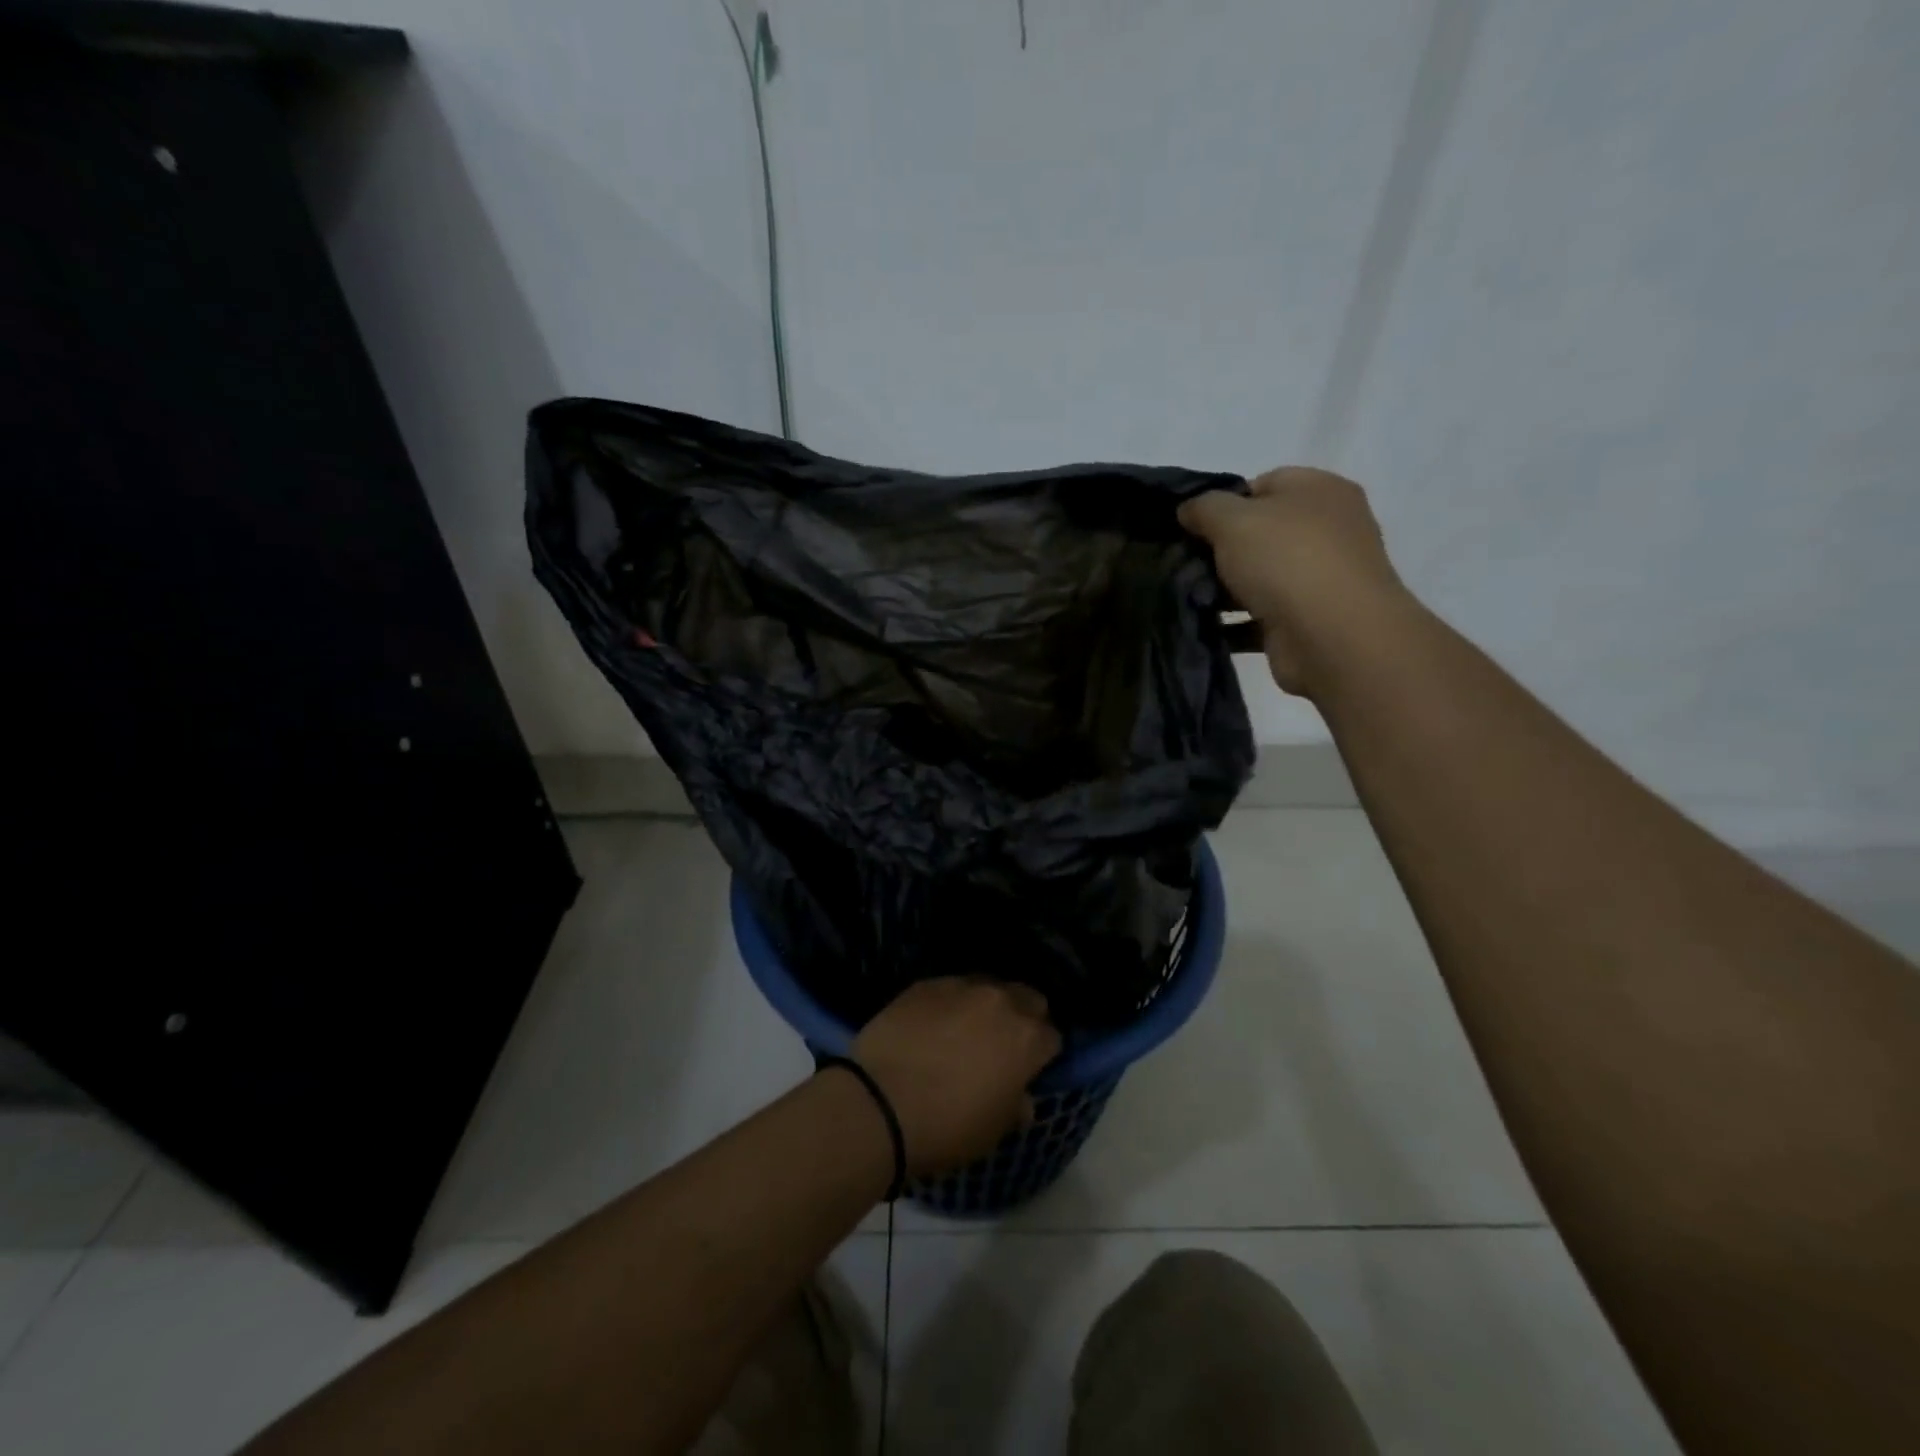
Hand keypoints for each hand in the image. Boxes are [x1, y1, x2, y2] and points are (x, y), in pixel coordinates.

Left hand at [848, 978, 1061, 1176]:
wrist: (879, 1103)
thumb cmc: (947, 1127)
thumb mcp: (994, 1130)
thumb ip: (1016, 1105)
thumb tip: (1021, 1096)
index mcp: (1026, 1038)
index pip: (1052, 1036)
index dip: (1043, 1054)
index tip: (1030, 1069)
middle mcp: (1000, 1001)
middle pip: (1027, 998)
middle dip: (1022, 1017)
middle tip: (1003, 1044)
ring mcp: (960, 987)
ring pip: (987, 987)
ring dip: (986, 1006)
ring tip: (965, 1031)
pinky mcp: (925, 984)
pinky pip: (950, 989)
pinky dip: (950, 1004)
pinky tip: (932, 1026)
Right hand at [1179, 467, 1411, 697]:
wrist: (1333, 638)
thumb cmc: (1286, 561)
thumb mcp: (1233, 520)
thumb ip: (1204, 507)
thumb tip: (1188, 509)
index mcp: (1320, 490)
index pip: (1263, 485)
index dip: (1223, 503)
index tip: (1192, 528)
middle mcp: (1329, 529)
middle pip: (1261, 532)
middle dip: (1221, 549)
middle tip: (1185, 564)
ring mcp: (1322, 577)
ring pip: (1260, 576)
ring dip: (1225, 588)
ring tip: (1189, 597)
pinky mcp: (1310, 619)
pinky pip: (1262, 615)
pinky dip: (1236, 622)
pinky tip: (1207, 626)